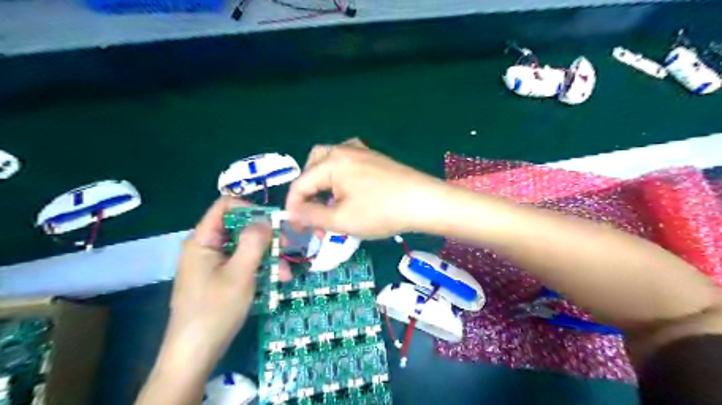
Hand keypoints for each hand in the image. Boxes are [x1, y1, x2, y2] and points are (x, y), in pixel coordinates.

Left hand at [158, 196, 269, 373]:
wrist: (194, 354)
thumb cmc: (215, 310)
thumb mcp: (240, 273)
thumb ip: (253, 242)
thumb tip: (265, 219)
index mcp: (203, 240)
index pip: (225, 206)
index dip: (250, 209)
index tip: (273, 223)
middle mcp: (206, 247)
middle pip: (239, 228)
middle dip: (266, 238)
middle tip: (287, 247)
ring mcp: (213, 264)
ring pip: (244, 248)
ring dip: (267, 257)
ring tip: (286, 274)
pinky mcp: (219, 279)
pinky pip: (242, 265)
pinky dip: (259, 270)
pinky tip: (276, 281)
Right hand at [284, 139, 442, 240]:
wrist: (425, 202)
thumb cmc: (381, 212)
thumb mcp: (341, 219)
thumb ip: (311, 215)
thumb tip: (294, 212)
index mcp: (331, 162)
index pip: (300, 184)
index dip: (294, 208)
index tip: (299, 230)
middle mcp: (343, 150)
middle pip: (312, 167)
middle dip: (308, 192)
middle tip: (313, 213)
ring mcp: (362, 152)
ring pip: (329, 164)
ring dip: (323, 185)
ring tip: (329, 205)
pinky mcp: (375, 158)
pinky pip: (347, 165)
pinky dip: (339, 179)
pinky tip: (348, 194)